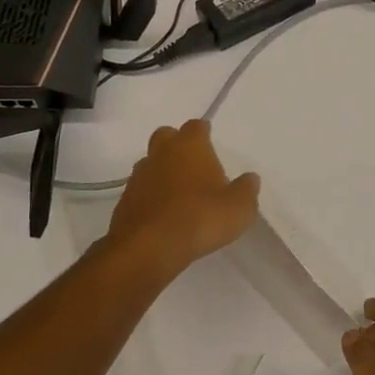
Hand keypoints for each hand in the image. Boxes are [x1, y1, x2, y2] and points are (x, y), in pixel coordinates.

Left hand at [107, 120, 259, 273]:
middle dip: (177, 144)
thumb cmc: (201, 217)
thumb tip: (250, 178)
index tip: (210, 140)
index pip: (196, 126)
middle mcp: (161, 154)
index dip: (204, 132)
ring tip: (179, 193)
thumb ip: (247, 189)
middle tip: (193, 163)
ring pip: (150, 163)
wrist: (149, 248)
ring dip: (162, 172)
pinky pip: (141, 190)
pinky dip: (151, 196)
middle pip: (166, 137)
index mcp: (190, 146)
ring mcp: (138, 177)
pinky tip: (164, 214)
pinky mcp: (124, 201)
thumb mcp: (240, 207)